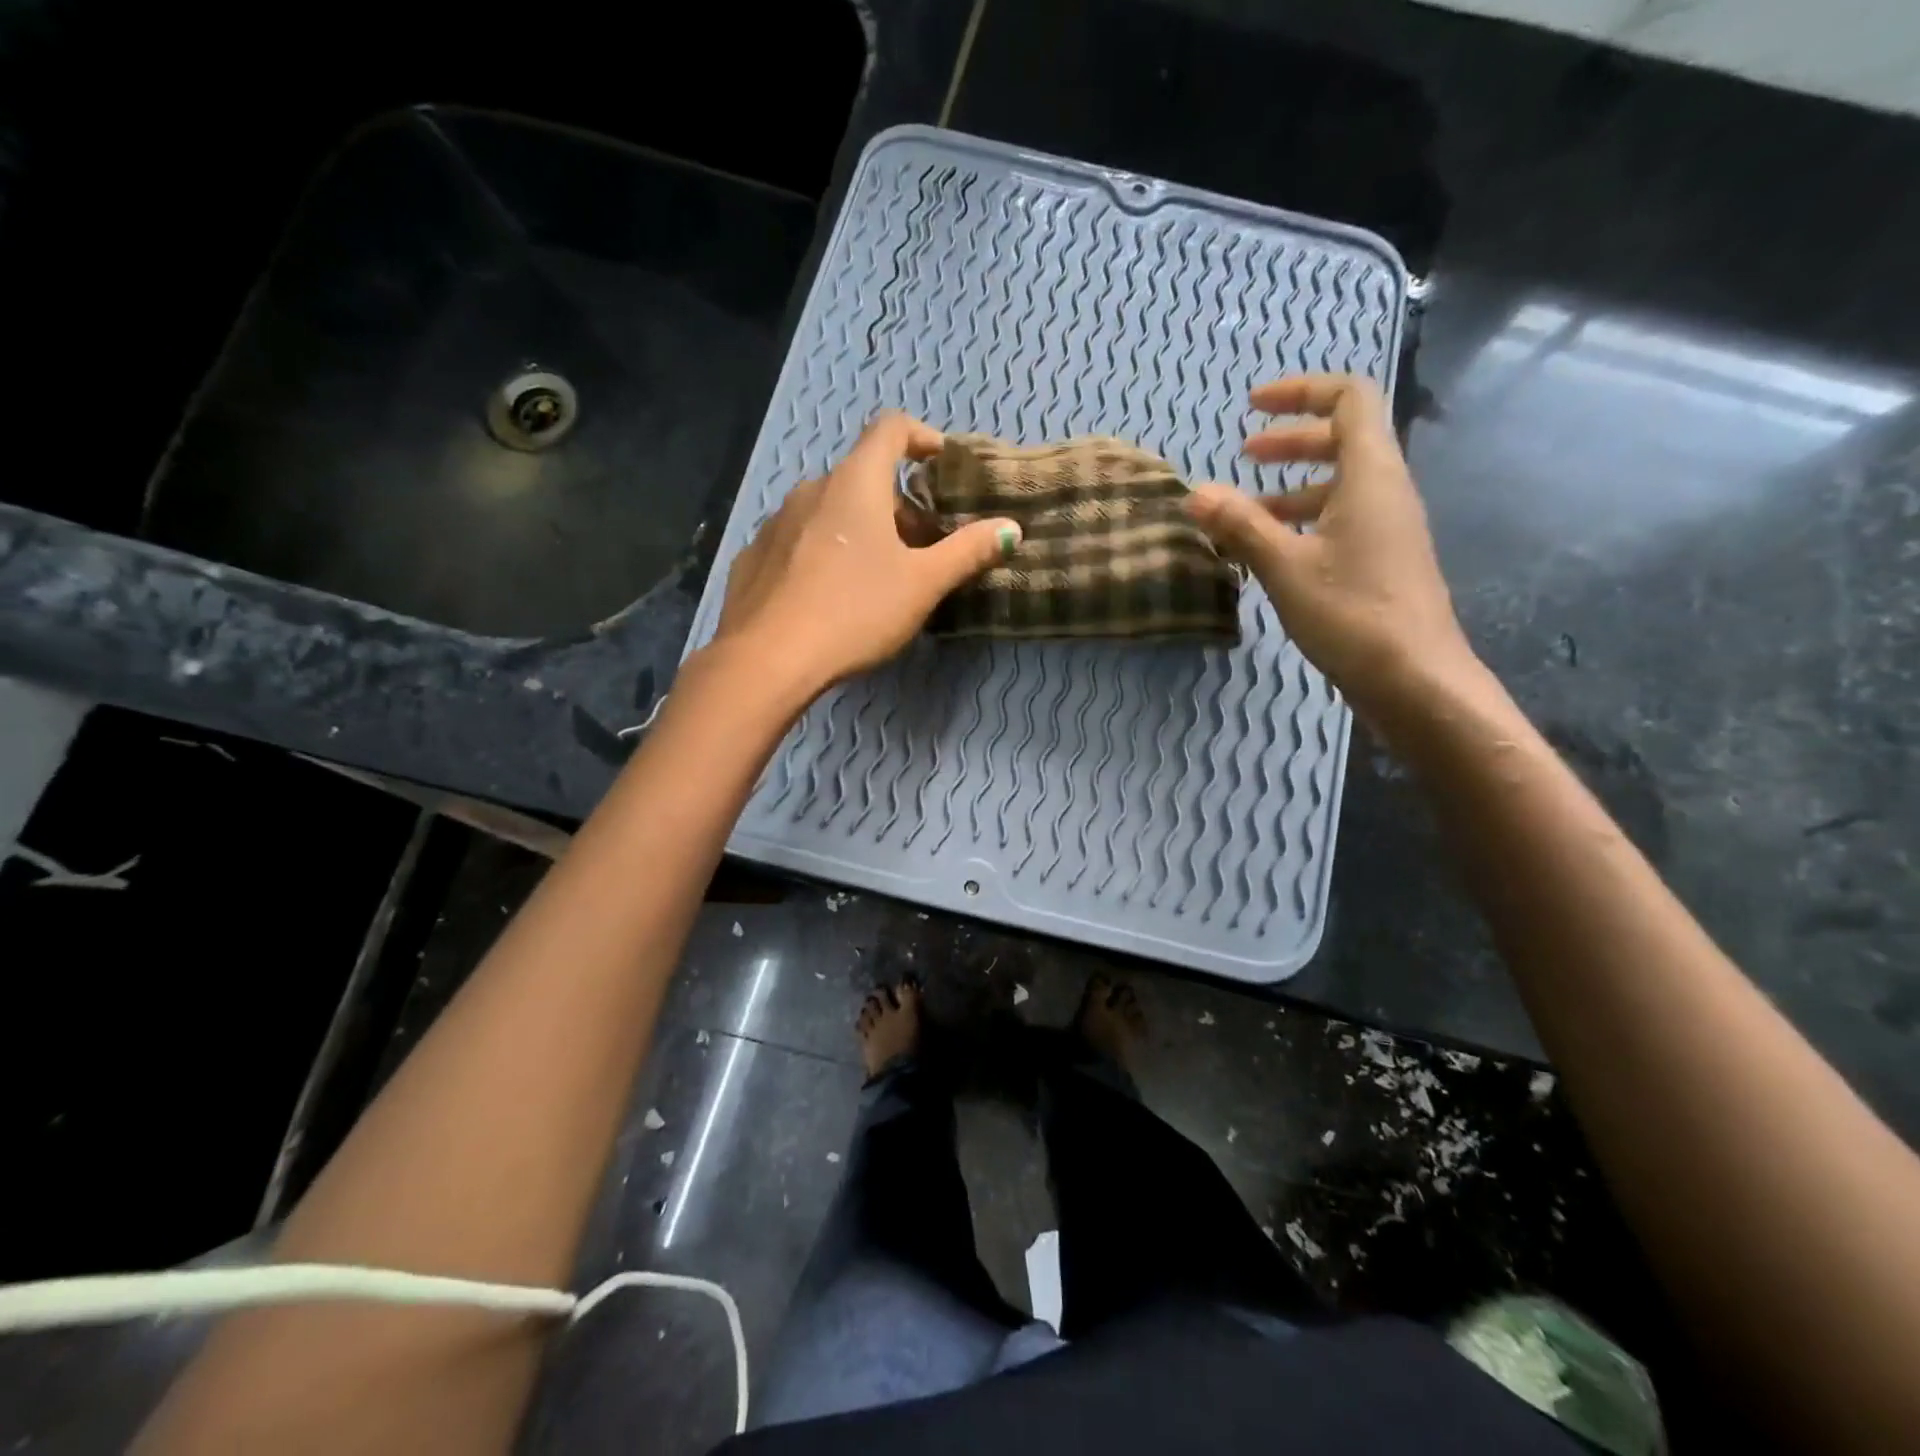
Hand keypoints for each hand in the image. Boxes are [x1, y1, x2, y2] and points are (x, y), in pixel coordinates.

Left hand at [710, 412, 1020, 699]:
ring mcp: (775, 523)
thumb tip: (1011, 528)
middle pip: (863, 479)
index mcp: (854, 483)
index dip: (923, 438)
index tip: (943, 467)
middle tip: (922, 550)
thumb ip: (968, 552)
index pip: (891, 429)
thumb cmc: (854, 611)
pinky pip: (799, 541)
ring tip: (878, 577)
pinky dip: (824, 553)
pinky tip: (831, 596)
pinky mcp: (754, 558)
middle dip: (899, 507)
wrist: (767, 659)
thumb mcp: (922, 584)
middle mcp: (811, 489)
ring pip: (830, 512)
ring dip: (860, 531)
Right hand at [1184, 374, 1479, 723]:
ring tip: (1244, 513)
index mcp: (1370, 475)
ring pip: (1339, 485)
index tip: (1252, 407)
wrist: (1414, 678)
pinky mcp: (1382, 561)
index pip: (1348, 400)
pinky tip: (1269, 553)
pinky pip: (1340, 520)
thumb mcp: (1284, 566)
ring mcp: (1387, 527)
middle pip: (1343, 439)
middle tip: (1243, 455)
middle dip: (1290, 441)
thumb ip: (1240, 525)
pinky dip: (1302, 521)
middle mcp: (1385, 490)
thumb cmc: (1351, 612)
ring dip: (1290, 487)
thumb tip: (1195, 493)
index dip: (1301, 392)